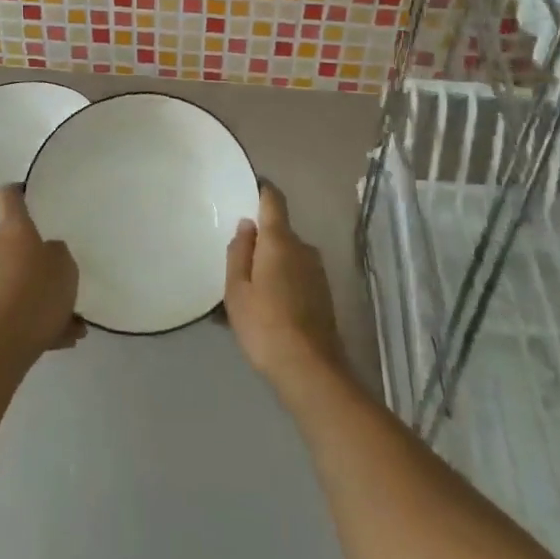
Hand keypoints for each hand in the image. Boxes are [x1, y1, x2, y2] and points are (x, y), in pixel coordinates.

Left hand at [0, 185, 83, 369]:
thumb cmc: (35, 295)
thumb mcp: (65, 268)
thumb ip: (58, 254)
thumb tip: (46, 252)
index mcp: (13, 230)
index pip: (10, 196)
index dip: (19, 192)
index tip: (26, 193)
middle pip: (14, 246)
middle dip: (36, 265)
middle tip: (62, 286)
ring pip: (14, 282)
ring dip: (36, 298)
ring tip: (68, 325)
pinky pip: (7, 308)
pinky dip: (27, 320)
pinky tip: (56, 340)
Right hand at [224, 182, 343, 392]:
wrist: (311, 370)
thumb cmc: (265, 325)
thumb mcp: (236, 291)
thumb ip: (239, 253)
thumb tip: (247, 226)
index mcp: (280, 241)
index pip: (274, 200)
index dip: (262, 190)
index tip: (248, 188)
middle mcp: (303, 248)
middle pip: (279, 233)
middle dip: (259, 241)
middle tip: (235, 263)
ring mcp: (317, 271)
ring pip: (288, 257)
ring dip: (270, 266)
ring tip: (248, 293)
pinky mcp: (324, 294)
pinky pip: (297, 276)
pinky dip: (281, 283)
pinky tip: (266, 309)